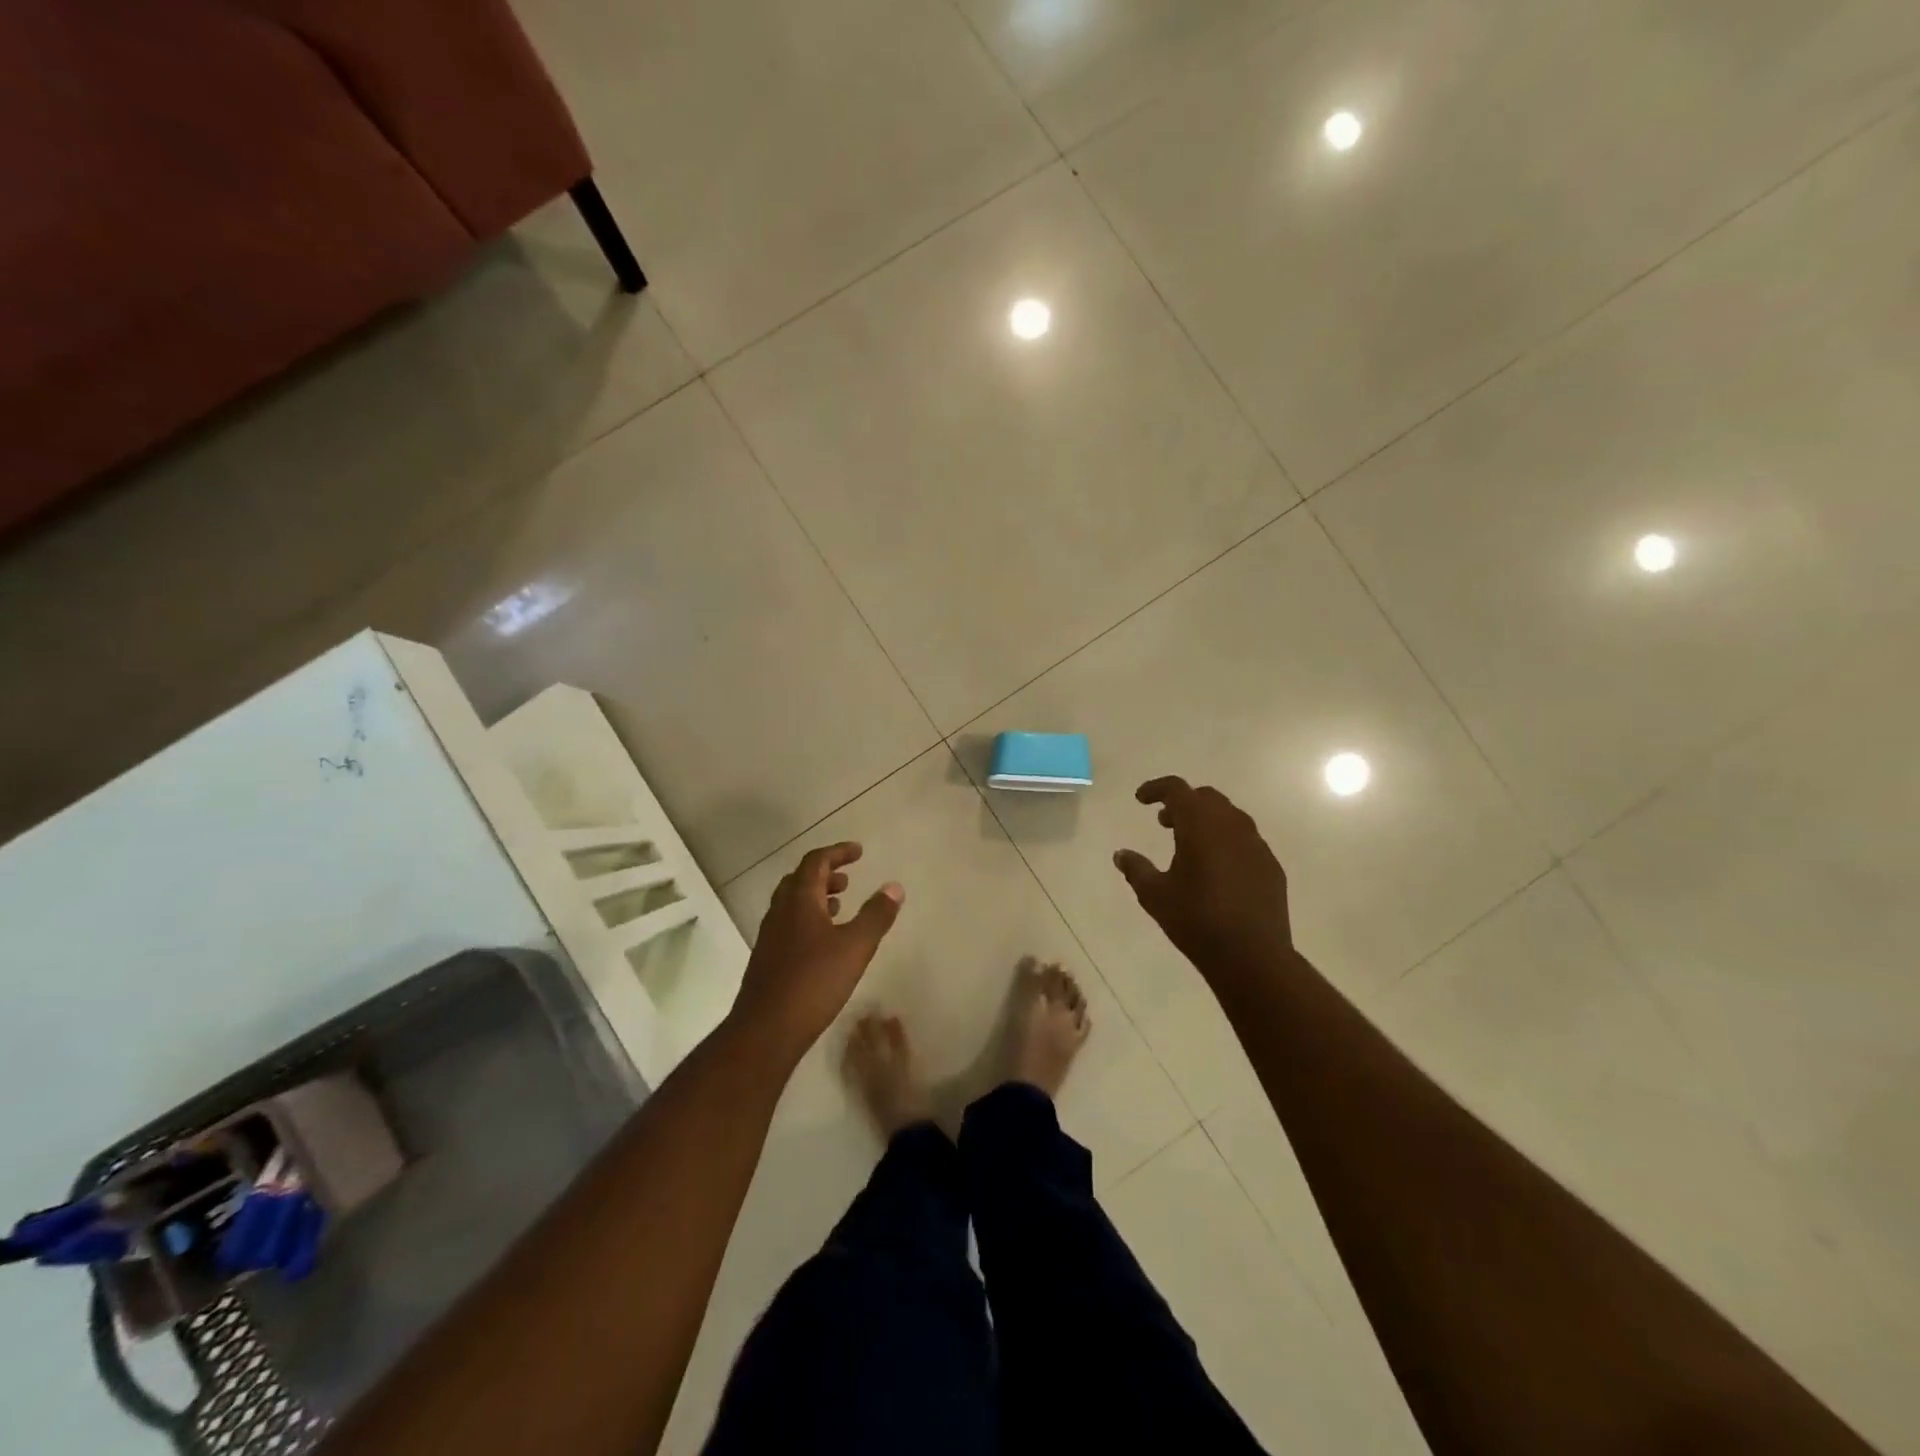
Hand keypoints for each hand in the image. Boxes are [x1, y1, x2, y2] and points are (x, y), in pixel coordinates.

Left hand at [733, 842, 903, 1056]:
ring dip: (816, 897)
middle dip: (825, 874)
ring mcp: (770, 936)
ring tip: (841, 906)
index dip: (837, 852)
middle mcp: (780, 912)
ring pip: (793, 904)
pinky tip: (824, 942)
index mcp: (799, 900)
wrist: (766, 1030)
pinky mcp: (768, 959)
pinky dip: (809, 920)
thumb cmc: (813, 981)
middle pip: (800, 880)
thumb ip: (876, 915)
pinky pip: (789, 925)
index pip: (816, 862)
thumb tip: (894, 886)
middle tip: (848, 878)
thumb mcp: (855, 946)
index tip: (859, 852)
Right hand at [1114, 777, 1291, 978]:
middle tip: (1164, 822)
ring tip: (1189, 844)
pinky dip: (1226, 841)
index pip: (1177, 789)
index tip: (1141, 799)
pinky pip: (1245, 840)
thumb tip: (1120, 854)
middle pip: (1206, 798)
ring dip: (1206, 821)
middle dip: (1183, 803)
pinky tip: (1217, 868)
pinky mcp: (1270, 865)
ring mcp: (1256, 844)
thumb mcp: (1155, 895)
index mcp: (1200, 825)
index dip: (1156, 788)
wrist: (1252, 956)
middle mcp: (1231, 825)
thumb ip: (1136, 869)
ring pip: (1229, 816)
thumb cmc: (1196, 921)